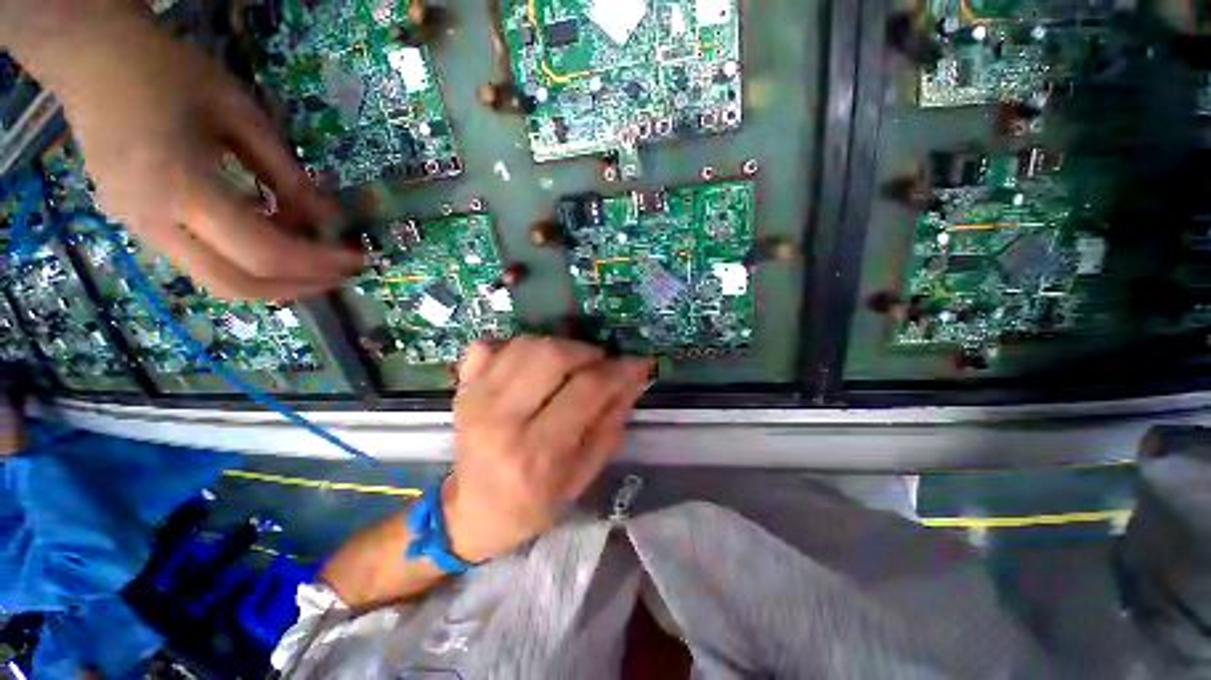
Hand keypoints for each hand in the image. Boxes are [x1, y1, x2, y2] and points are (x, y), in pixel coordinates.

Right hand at [26, 10, 363, 298]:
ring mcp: (139, 228)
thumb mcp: (240, 114)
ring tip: (319, 260)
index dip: (320, 262)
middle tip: (344, 274)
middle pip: (239, 286)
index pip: (266, 252)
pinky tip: (274, 239)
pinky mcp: (136, 224)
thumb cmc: (167, 72)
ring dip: (276, 279)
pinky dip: (247, 261)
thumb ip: (287, 174)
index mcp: (181, 188)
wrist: (91, 57)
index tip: (360, 259)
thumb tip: (331, 219)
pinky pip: (201, 260)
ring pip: (218, 281)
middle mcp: (154, 223)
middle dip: (301, 286)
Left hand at [443, 337, 653, 561]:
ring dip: (558, 346)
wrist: (473, 512)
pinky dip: (517, 346)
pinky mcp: (462, 388)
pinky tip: (531, 365)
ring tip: (570, 365)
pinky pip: (490, 344)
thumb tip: (633, 378)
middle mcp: (501, 420)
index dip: (618, 370)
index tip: (637, 363)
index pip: (586, 390)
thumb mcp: (584, 474)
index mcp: (537, 453)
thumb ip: (611, 423)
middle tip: (598, 365)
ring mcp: (475, 399)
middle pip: (551, 355)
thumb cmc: (535, 503)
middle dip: (586, 352)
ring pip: (526, 344)